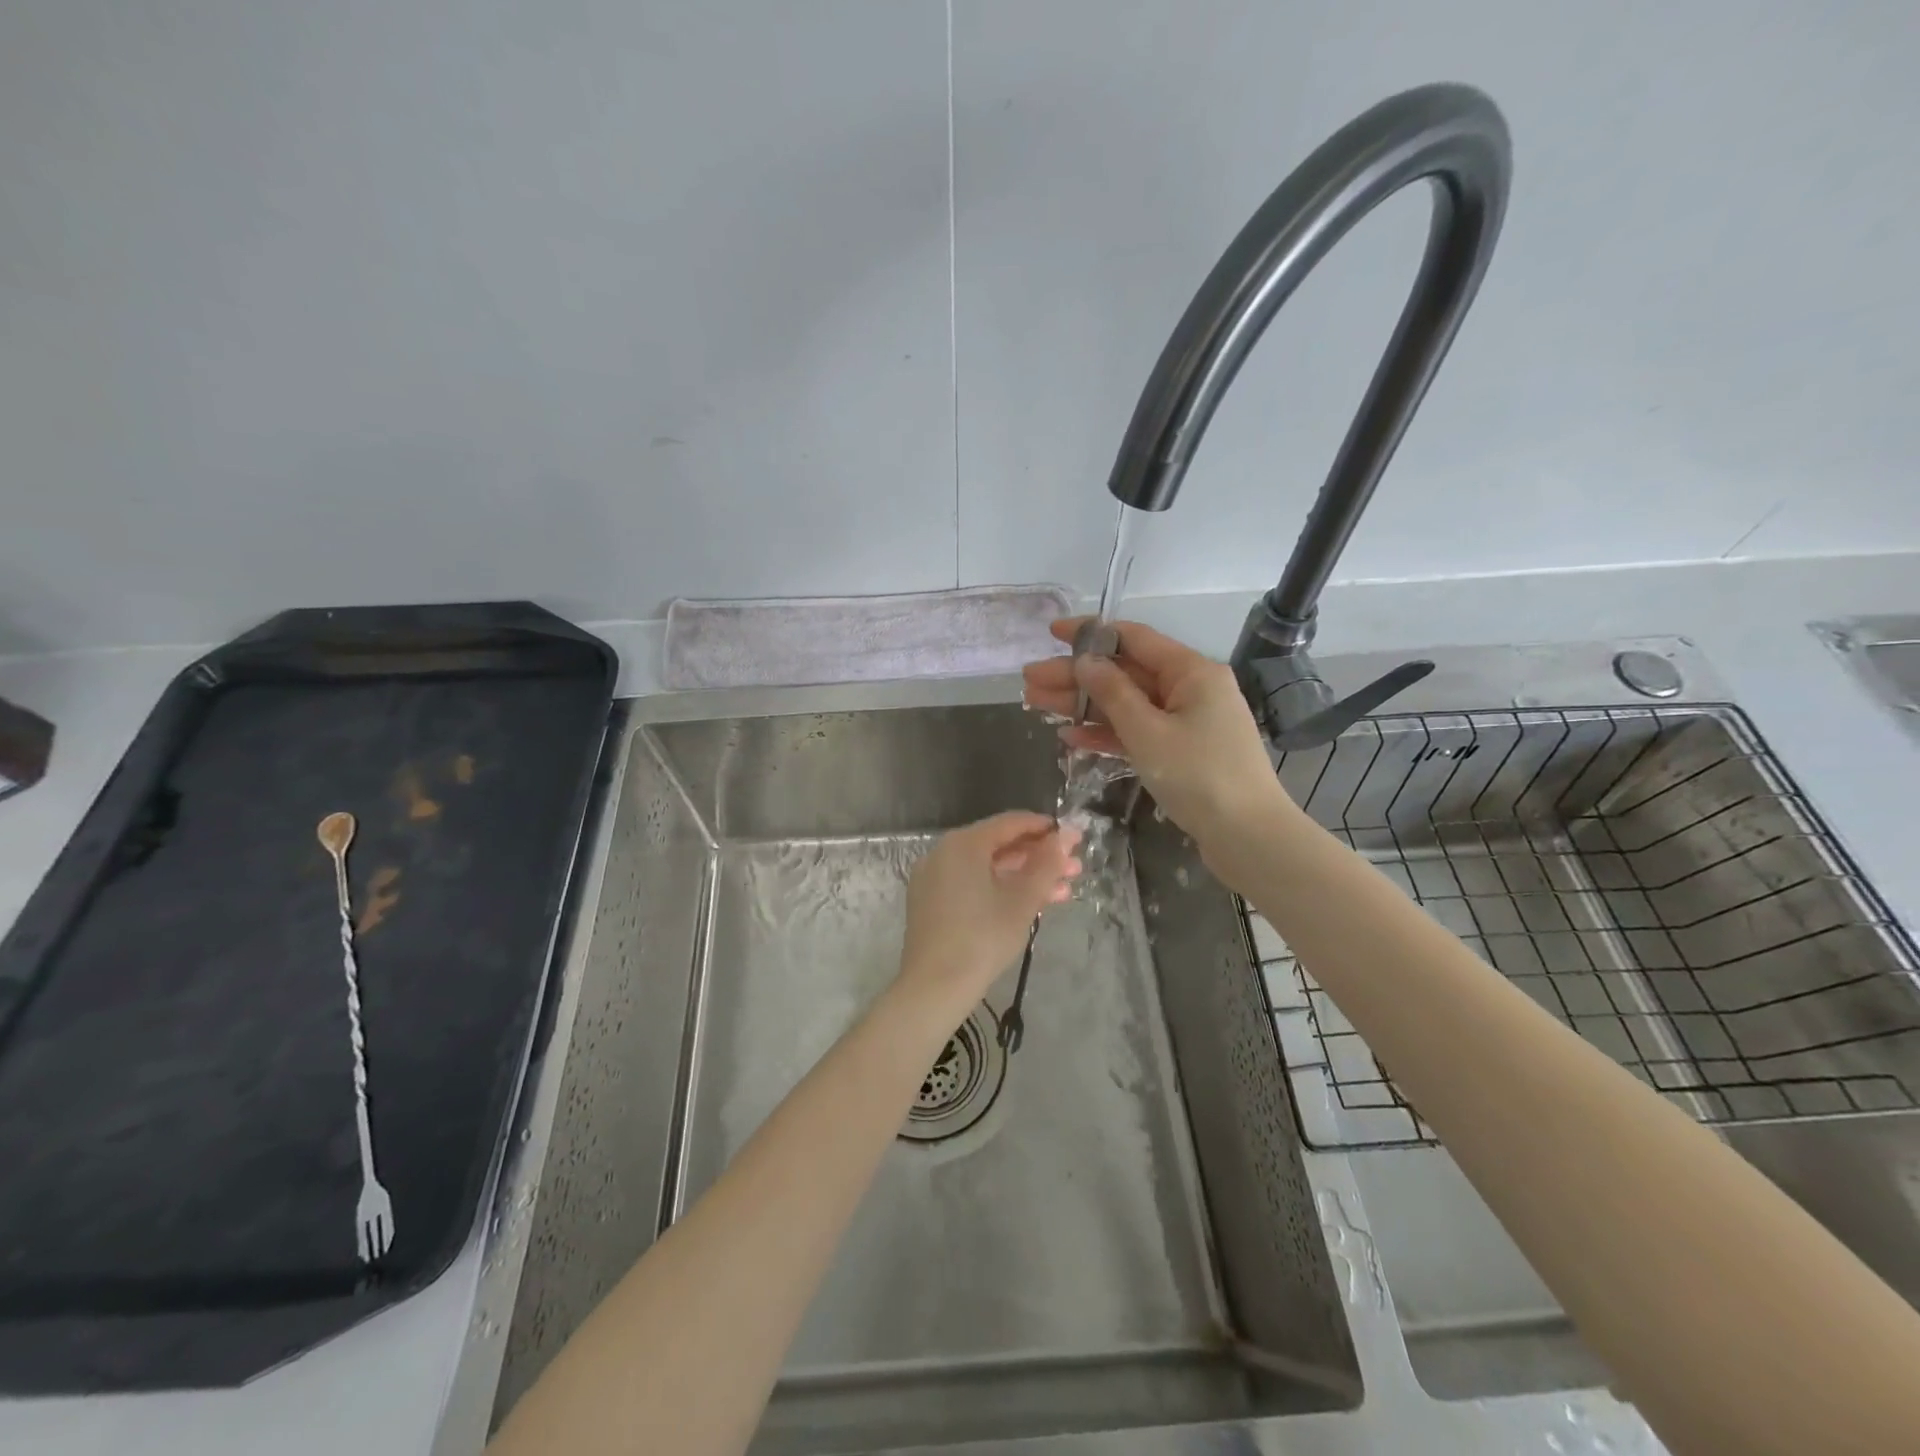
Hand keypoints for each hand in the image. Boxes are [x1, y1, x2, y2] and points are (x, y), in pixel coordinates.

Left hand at [895, 812, 1081, 1029]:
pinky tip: (1029, 905)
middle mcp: (944, 852)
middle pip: (998, 845)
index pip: (1010, 823)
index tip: (1074, 838)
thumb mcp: (1023, 900)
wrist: (934, 987)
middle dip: (1039, 857)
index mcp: (964, 844)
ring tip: (1063, 892)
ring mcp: (934, 877)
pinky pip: (971, 884)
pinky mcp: (931, 902)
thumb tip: (1066, 835)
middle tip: (1074, 869)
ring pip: (987, 868)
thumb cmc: (983, 938)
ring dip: (1024, 877)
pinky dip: (999, 889)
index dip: (1045, 828)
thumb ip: (1047, 864)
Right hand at [1022, 618, 1290, 847]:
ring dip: (1083, 705)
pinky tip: (1069, 737)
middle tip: (1028, 681)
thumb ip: (1113, 693)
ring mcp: (1186, 722)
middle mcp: (1190, 689)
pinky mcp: (1180, 752)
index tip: (1051, 632)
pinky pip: (1137, 732)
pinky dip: (1106, 734)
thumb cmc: (1200, 776)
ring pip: (1126, 704)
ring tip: (1037, 705)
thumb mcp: (1148, 732)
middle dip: (1076, 677)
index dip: (1090, 633)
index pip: (1133, 638)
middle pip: (1124, 673)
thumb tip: (1085, 660)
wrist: (1248, 837)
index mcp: (1191, 672)